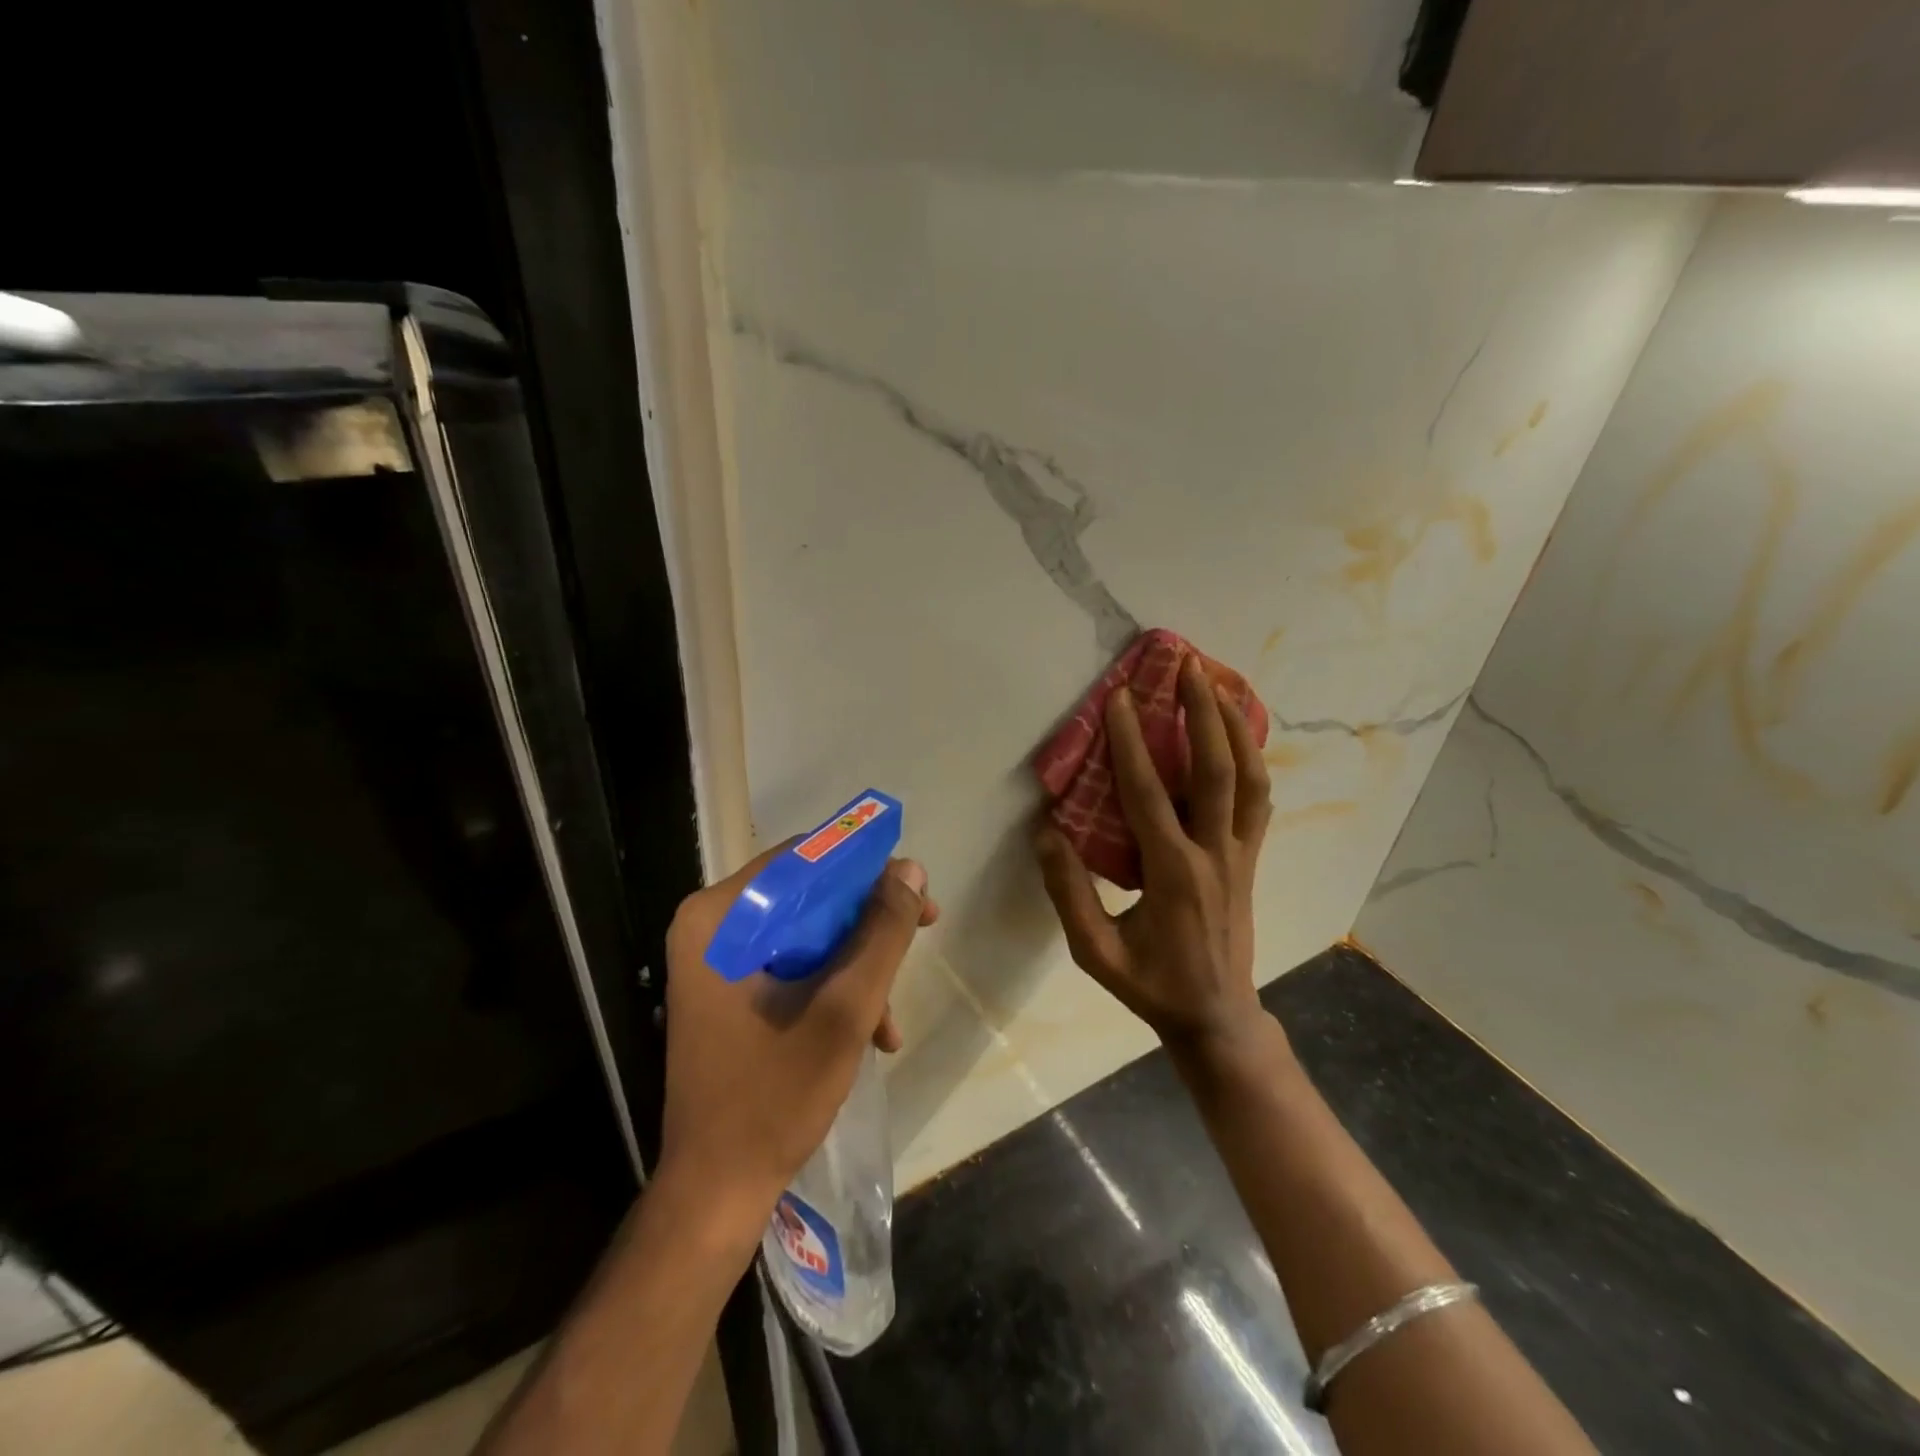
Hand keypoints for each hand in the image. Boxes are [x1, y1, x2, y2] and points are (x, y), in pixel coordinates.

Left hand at [659, 849, 938, 1231]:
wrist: (715, 1192)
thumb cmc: (774, 1095)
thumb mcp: (844, 1008)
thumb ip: (882, 933)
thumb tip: (910, 870)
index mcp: (719, 918)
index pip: (803, 860)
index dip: (864, 869)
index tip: (913, 892)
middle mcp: (710, 927)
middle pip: (806, 895)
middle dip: (867, 923)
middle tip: (922, 930)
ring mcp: (716, 962)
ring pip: (805, 932)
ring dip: (856, 964)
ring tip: (890, 1018)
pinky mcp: (728, 991)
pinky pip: (791, 965)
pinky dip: (832, 988)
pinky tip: (869, 1032)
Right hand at [1035, 653, 1271, 1058]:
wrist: (1217, 1017)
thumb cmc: (1150, 984)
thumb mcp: (1094, 952)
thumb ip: (1068, 892)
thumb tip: (1046, 831)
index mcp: (1171, 874)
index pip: (1147, 794)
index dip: (1131, 742)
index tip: (1119, 698)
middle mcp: (1213, 854)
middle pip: (1216, 770)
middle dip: (1202, 712)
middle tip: (1187, 665)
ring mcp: (1241, 854)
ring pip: (1250, 778)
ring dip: (1235, 727)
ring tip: (1219, 684)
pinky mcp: (1252, 858)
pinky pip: (1259, 798)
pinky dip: (1253, 757)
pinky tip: (1239, 734)